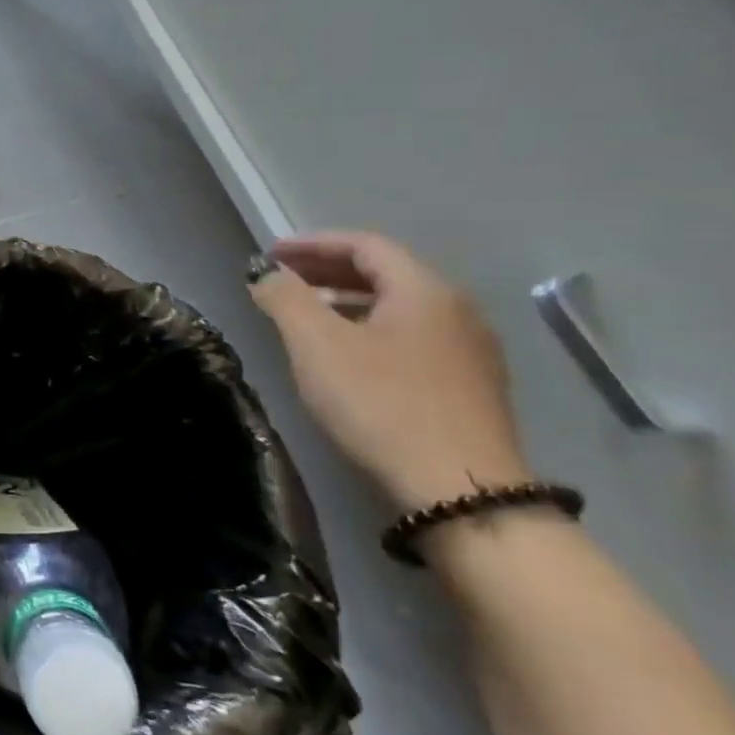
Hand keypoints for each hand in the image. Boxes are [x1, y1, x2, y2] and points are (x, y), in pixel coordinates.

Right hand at [248, 231, 528, 509]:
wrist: (459, 490)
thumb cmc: (380, 403)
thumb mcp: (316, 344)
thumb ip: (284, 298)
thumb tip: (266, 274)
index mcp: (424, 290)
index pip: (364, 245)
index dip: (312, 243)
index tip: (270, 254)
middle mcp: (456, 310)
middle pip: (385, 272)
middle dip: (326, 270)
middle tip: (281, 280)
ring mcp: (469, 351)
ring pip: (398, 307)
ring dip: (345, 301)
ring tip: (303, 316)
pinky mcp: (468, 387)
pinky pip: (410, 337)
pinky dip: (368, 329)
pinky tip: (343, 356)